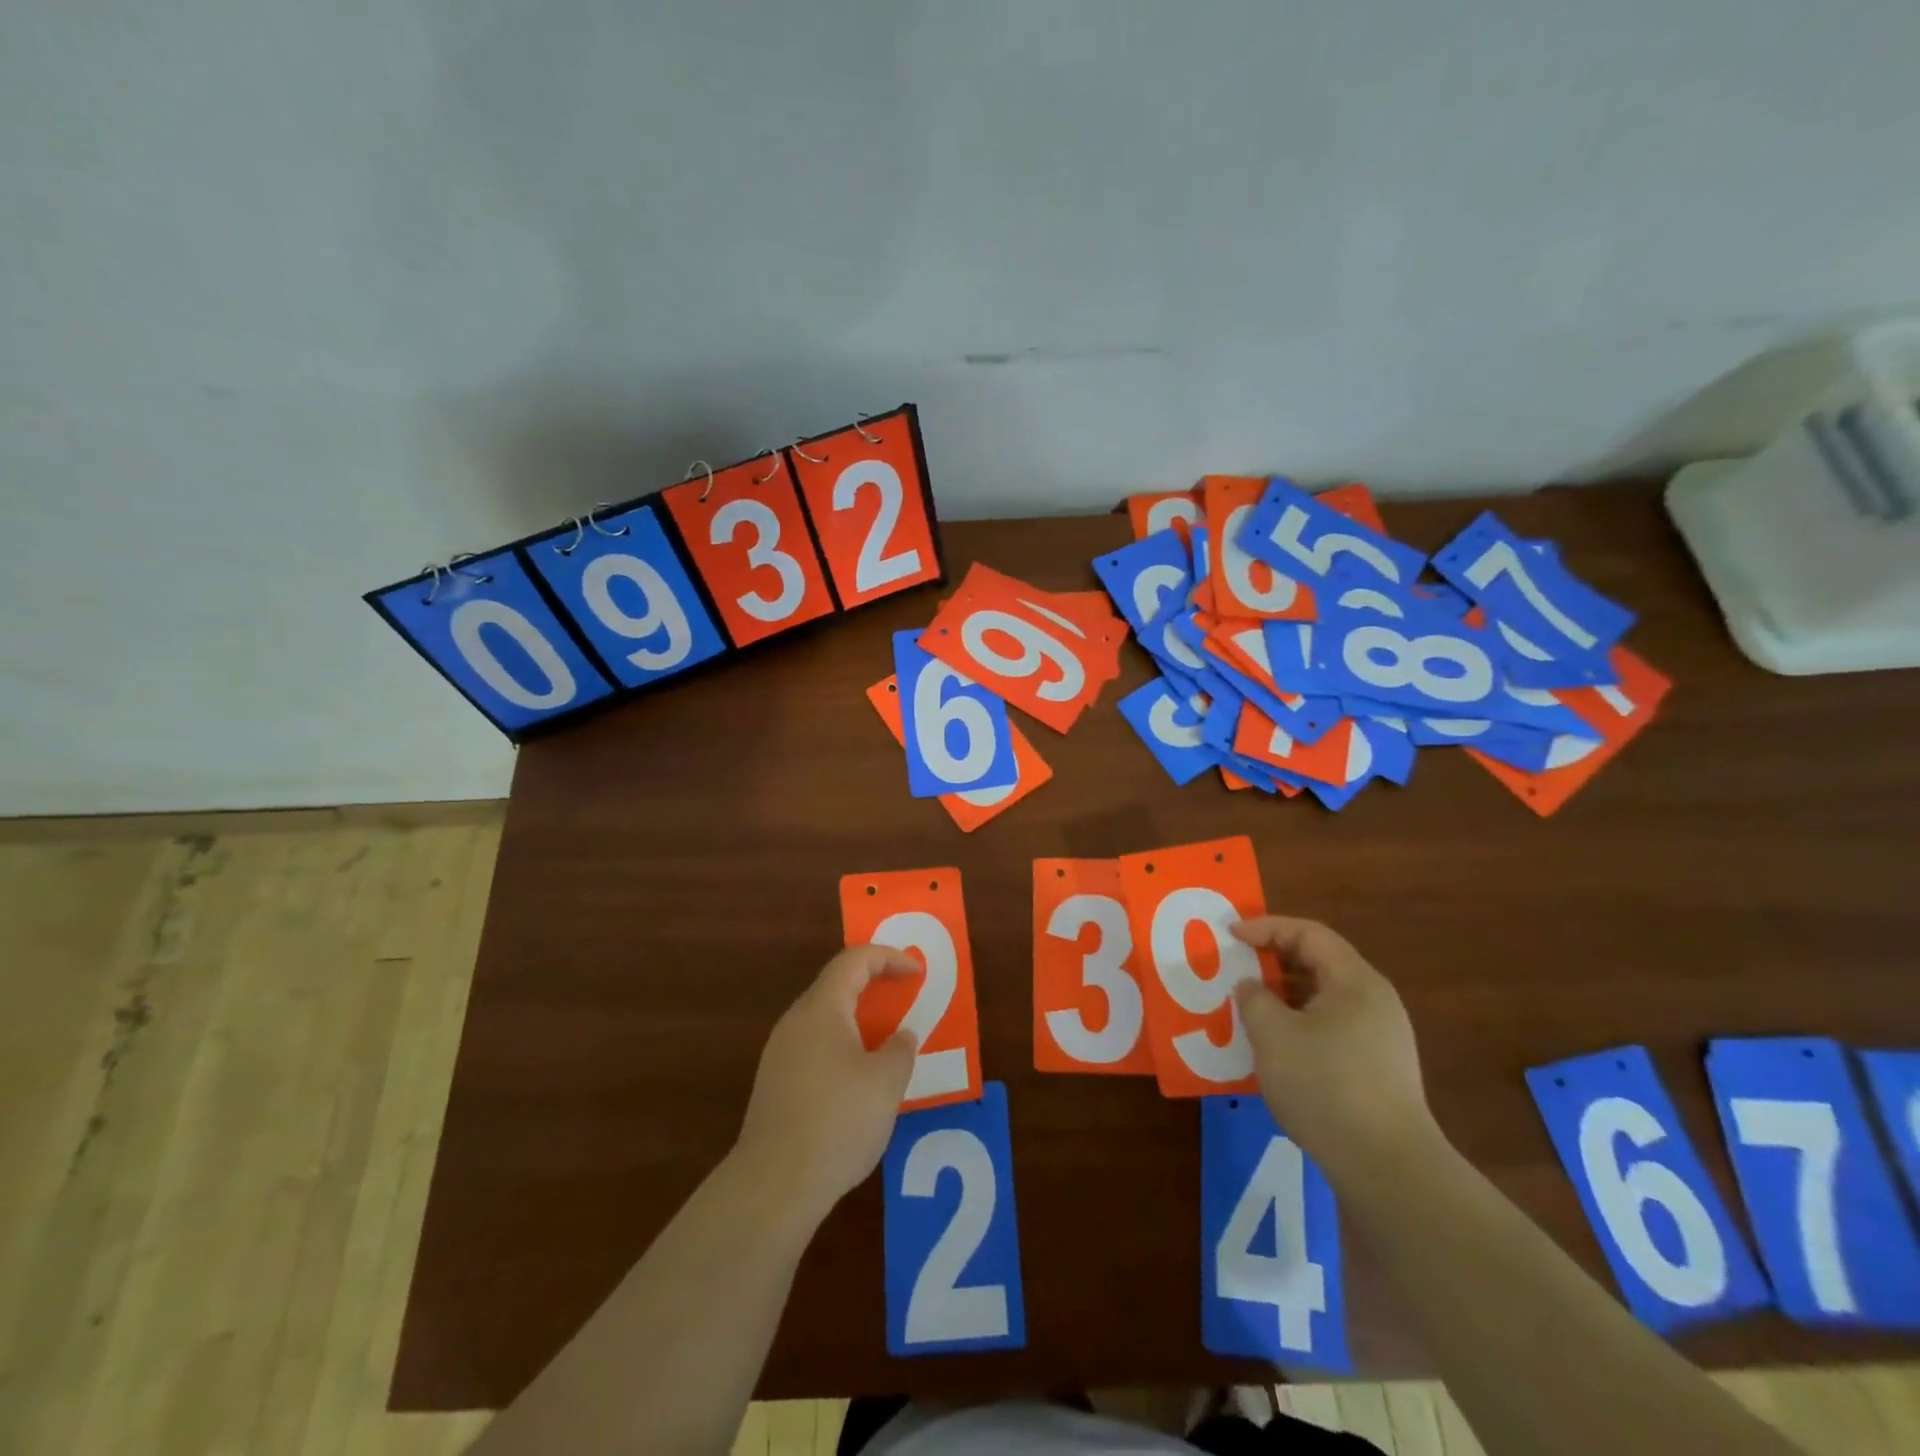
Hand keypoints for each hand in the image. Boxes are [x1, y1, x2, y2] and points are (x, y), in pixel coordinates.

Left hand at [732, 945, 920, 1228]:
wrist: (773, 1185)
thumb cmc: (837, 1121)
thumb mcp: (886, 1083)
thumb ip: (900, 1050)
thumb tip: (901, 1037)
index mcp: (822, 1009)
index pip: (855, 960)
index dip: (889, 957)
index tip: (917, 972)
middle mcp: (796, 1022)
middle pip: (836, 985)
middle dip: (874, 985)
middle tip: (905, 997)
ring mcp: (780, 1054)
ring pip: (825, 1019)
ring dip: (859, 1020)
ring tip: (888, 1039)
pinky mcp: (775, 1085)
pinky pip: (815, 1047)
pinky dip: (843, 1046)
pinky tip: (860, 1079)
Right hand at [1231, 916, 1440, 1180]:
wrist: (1387, 1168)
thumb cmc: (1325, 1086)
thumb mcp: (1274, 1035)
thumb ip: (1254, 999)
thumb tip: (1252, 987)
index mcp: (1355, 982)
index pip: (1309, 934)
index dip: (1267, 928)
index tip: (1231, 936)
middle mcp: (1375, 1001)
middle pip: (1320, 962)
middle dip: (1274, 960)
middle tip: (1237, 967)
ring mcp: (1382, 1037)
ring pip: (1325, 998)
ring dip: (1285, 995)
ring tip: (1250, 1007)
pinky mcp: (1379, 1069)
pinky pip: (1332, 1027)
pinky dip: (1299, 1023)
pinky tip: (1277, 1047)